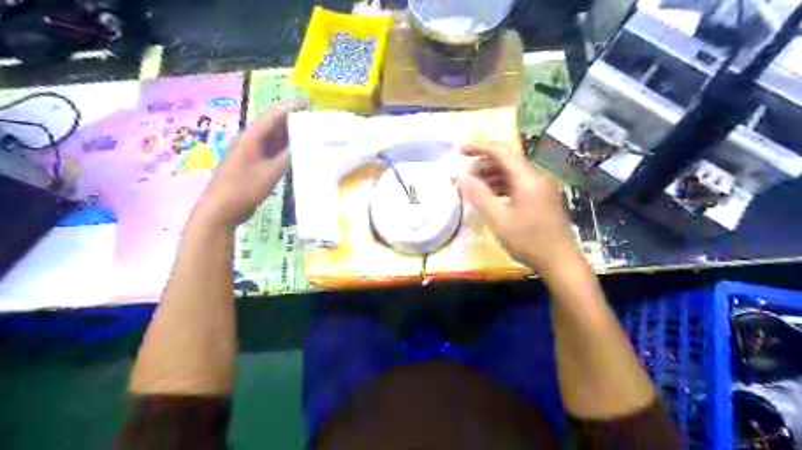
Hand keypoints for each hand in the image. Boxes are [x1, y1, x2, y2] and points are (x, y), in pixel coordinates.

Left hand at [193, 100, 304, 230]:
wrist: (221, 210)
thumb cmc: (243, 189)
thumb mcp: (269, 173)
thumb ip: (288, 157)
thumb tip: (307, 144)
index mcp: (251, 137)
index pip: (274, 115)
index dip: (292, 107)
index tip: (310, 102)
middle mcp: (251, 140)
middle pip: (274, 124)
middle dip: (294, 119)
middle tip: (316, 118)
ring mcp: (252, 153)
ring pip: (274, 138)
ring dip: (291, 134)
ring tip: (312, 131)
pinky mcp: (254, 164)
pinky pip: (273, 150)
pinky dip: (286, 149)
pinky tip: (299, 150)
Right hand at [457, 143, 582, 272]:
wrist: (561, 261)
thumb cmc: (529, 241)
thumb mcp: (499, 221)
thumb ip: (480, 197)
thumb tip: (462, 178)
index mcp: (528, 178)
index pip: (500, 151)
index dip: (479, 147)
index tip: (460, 151)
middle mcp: (537, 176)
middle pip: (506, 160)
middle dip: (483, 166)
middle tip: (466, 180)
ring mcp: (542, 186)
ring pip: (512, 172)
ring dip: (492, 177)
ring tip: (475, 190)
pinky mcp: (543, 196)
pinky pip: (519, 183)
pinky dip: (502, 186)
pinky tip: (492, 198)